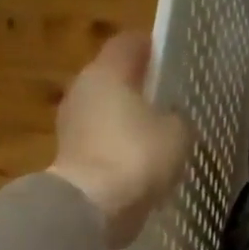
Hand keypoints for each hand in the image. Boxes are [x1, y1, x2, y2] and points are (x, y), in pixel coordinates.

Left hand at [49, 31, 191, 249]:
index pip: (130, 43)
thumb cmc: (138, 156)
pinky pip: (103, 141)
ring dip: (129, 119)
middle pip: (114, 77)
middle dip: (140, 86)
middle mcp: (83, 89)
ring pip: (107, 110)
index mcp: (107, 72)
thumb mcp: (177, 133)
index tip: (172, 55)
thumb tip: (171, 116)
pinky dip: (120, 146)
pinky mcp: (70, 155)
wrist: (93, 206)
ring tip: (160, 135)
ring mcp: (72, 123)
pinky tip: (142, 163)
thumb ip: (177, 117)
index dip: (152, 46)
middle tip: (170, 99)